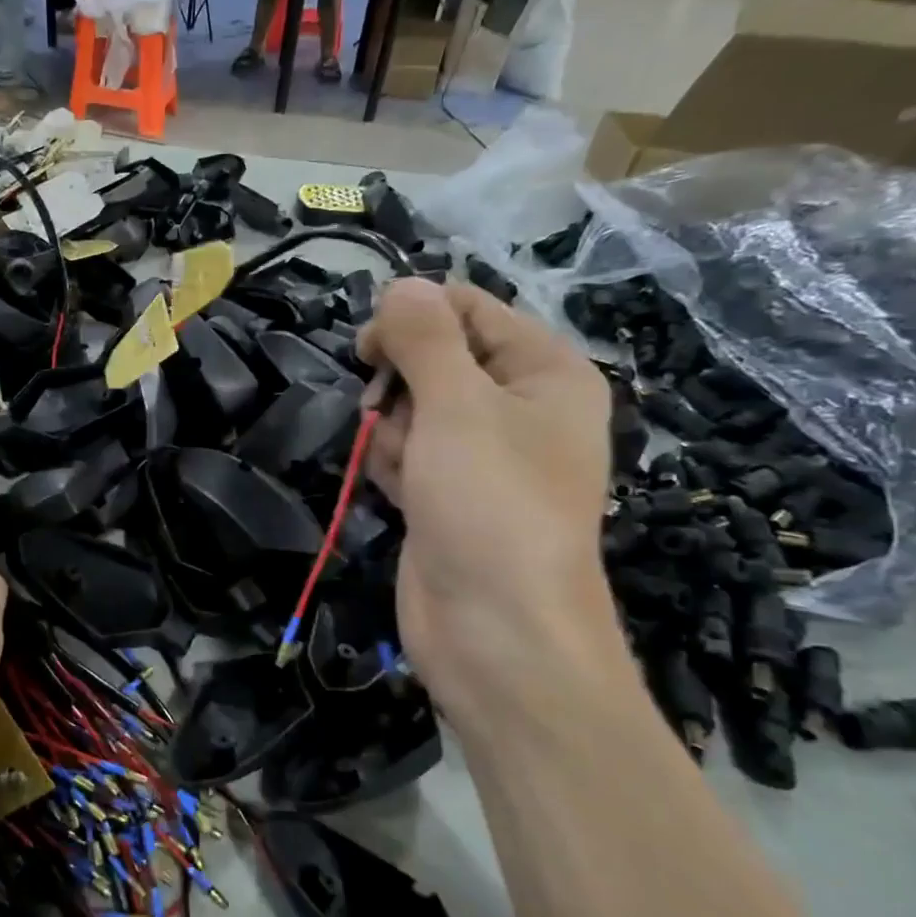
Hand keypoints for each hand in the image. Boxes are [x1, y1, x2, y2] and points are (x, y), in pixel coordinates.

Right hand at [359, 280, 614, 715]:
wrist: (495, 630)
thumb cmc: (490, 503)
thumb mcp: (457, 404)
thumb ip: (424, 337)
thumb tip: (401, 285)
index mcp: (544, 372)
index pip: (469, 310)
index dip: (416, 318)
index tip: (371, 346)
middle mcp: (518, 408)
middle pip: (434, 358)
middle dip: (401, 385)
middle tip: (388, 412)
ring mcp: (481, 456)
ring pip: (410, 408)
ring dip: (392, 431)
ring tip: (406, 469)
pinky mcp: (448, 493)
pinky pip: (406, 452)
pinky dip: (393, 465)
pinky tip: (400, 494)